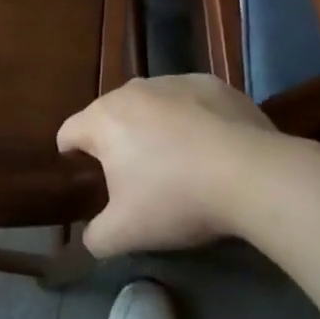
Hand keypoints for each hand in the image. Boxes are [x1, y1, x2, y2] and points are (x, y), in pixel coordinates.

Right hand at [59, 74, 280, 257]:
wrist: (252, 175)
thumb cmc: (176, 198)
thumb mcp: (125, 233)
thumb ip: (95, 237)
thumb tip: (90, 237)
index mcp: (102, 119)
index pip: (67, 133)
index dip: (71, 160)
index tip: (89, 185)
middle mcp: (131, 90)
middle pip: (110, 117)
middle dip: (117, 145)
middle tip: (137, 182)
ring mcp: (174, 81)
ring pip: (151, 106)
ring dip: (154, 129)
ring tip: (179, 164)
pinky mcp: (212, 83)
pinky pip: (190, 102)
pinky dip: (192, 120)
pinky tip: (213, 149)